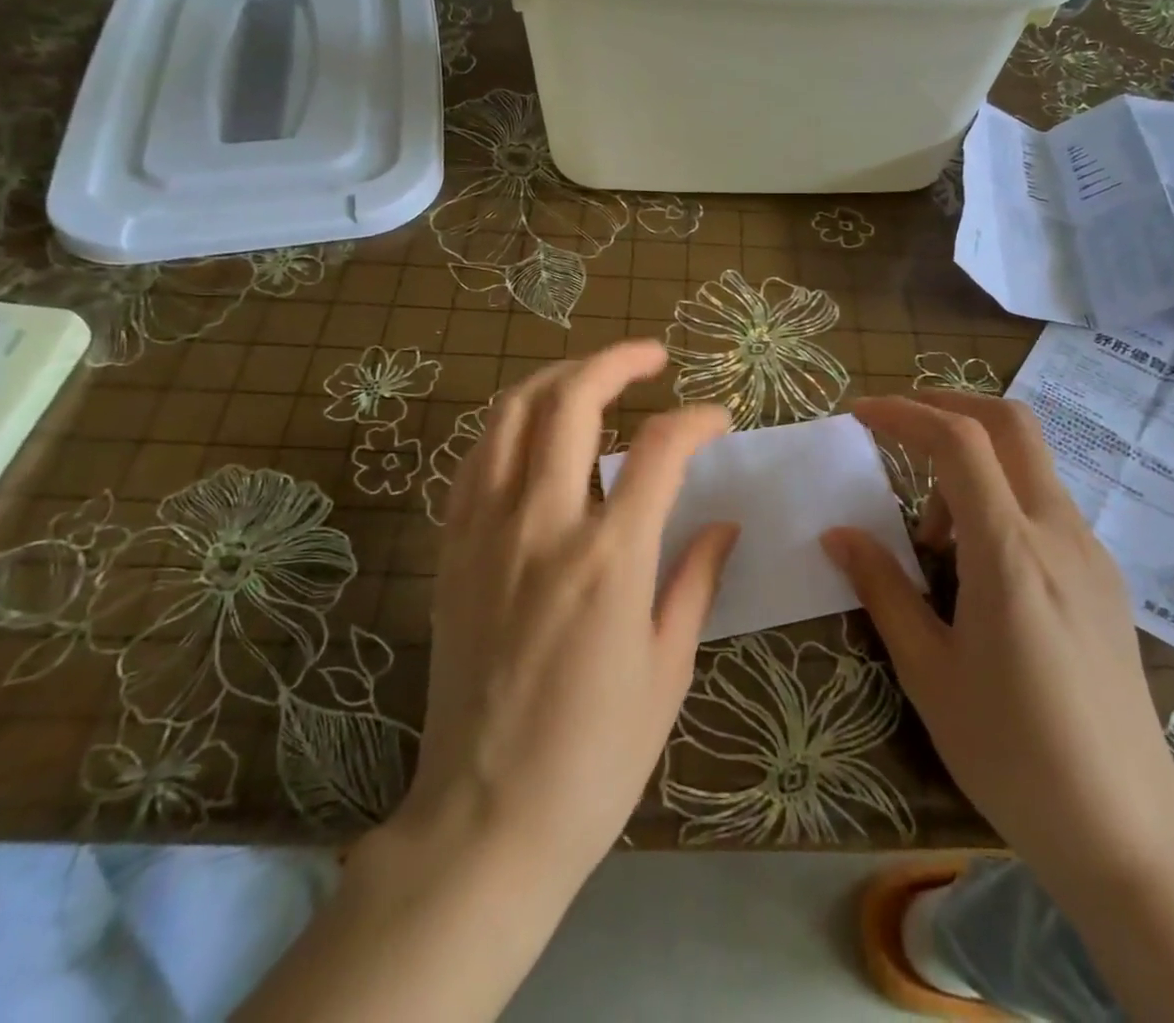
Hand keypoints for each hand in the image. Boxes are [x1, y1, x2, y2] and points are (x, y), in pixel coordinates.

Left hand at [399, 340, 736, 886]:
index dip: (697, 418)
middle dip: (616, 360)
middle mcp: (542, 525)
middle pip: (570, 400)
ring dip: (556, 379)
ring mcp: (485, 531)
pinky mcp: (451, 549)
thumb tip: (722, 523)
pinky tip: (536, 435)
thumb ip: (695, 579)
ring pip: (510, 414)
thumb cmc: (595, 756)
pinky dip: (511, 426)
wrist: (485, 818)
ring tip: (592, 379)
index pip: (660, 448)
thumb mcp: (667, 669)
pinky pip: (476, 459)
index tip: (718, 418)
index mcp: (608, 558)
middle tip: (651, 356)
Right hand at [823, 392, 1173, 895]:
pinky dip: (998, 497)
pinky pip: (1045, 505)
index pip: (958, 442)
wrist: (1129, 835)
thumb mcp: (927, 671)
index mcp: (1009, 553)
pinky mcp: (1105, 578)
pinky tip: (975, 562)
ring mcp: (1091, 553)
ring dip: (972, 463)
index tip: (859, 414)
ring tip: (930, 534)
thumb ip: (882, 587)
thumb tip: (837, 533)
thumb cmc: (1011, 754)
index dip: (904, 413)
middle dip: (948, 405)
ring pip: (1030, 463)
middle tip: (895, 427)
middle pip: (1011, 423)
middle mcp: (1058, 534)